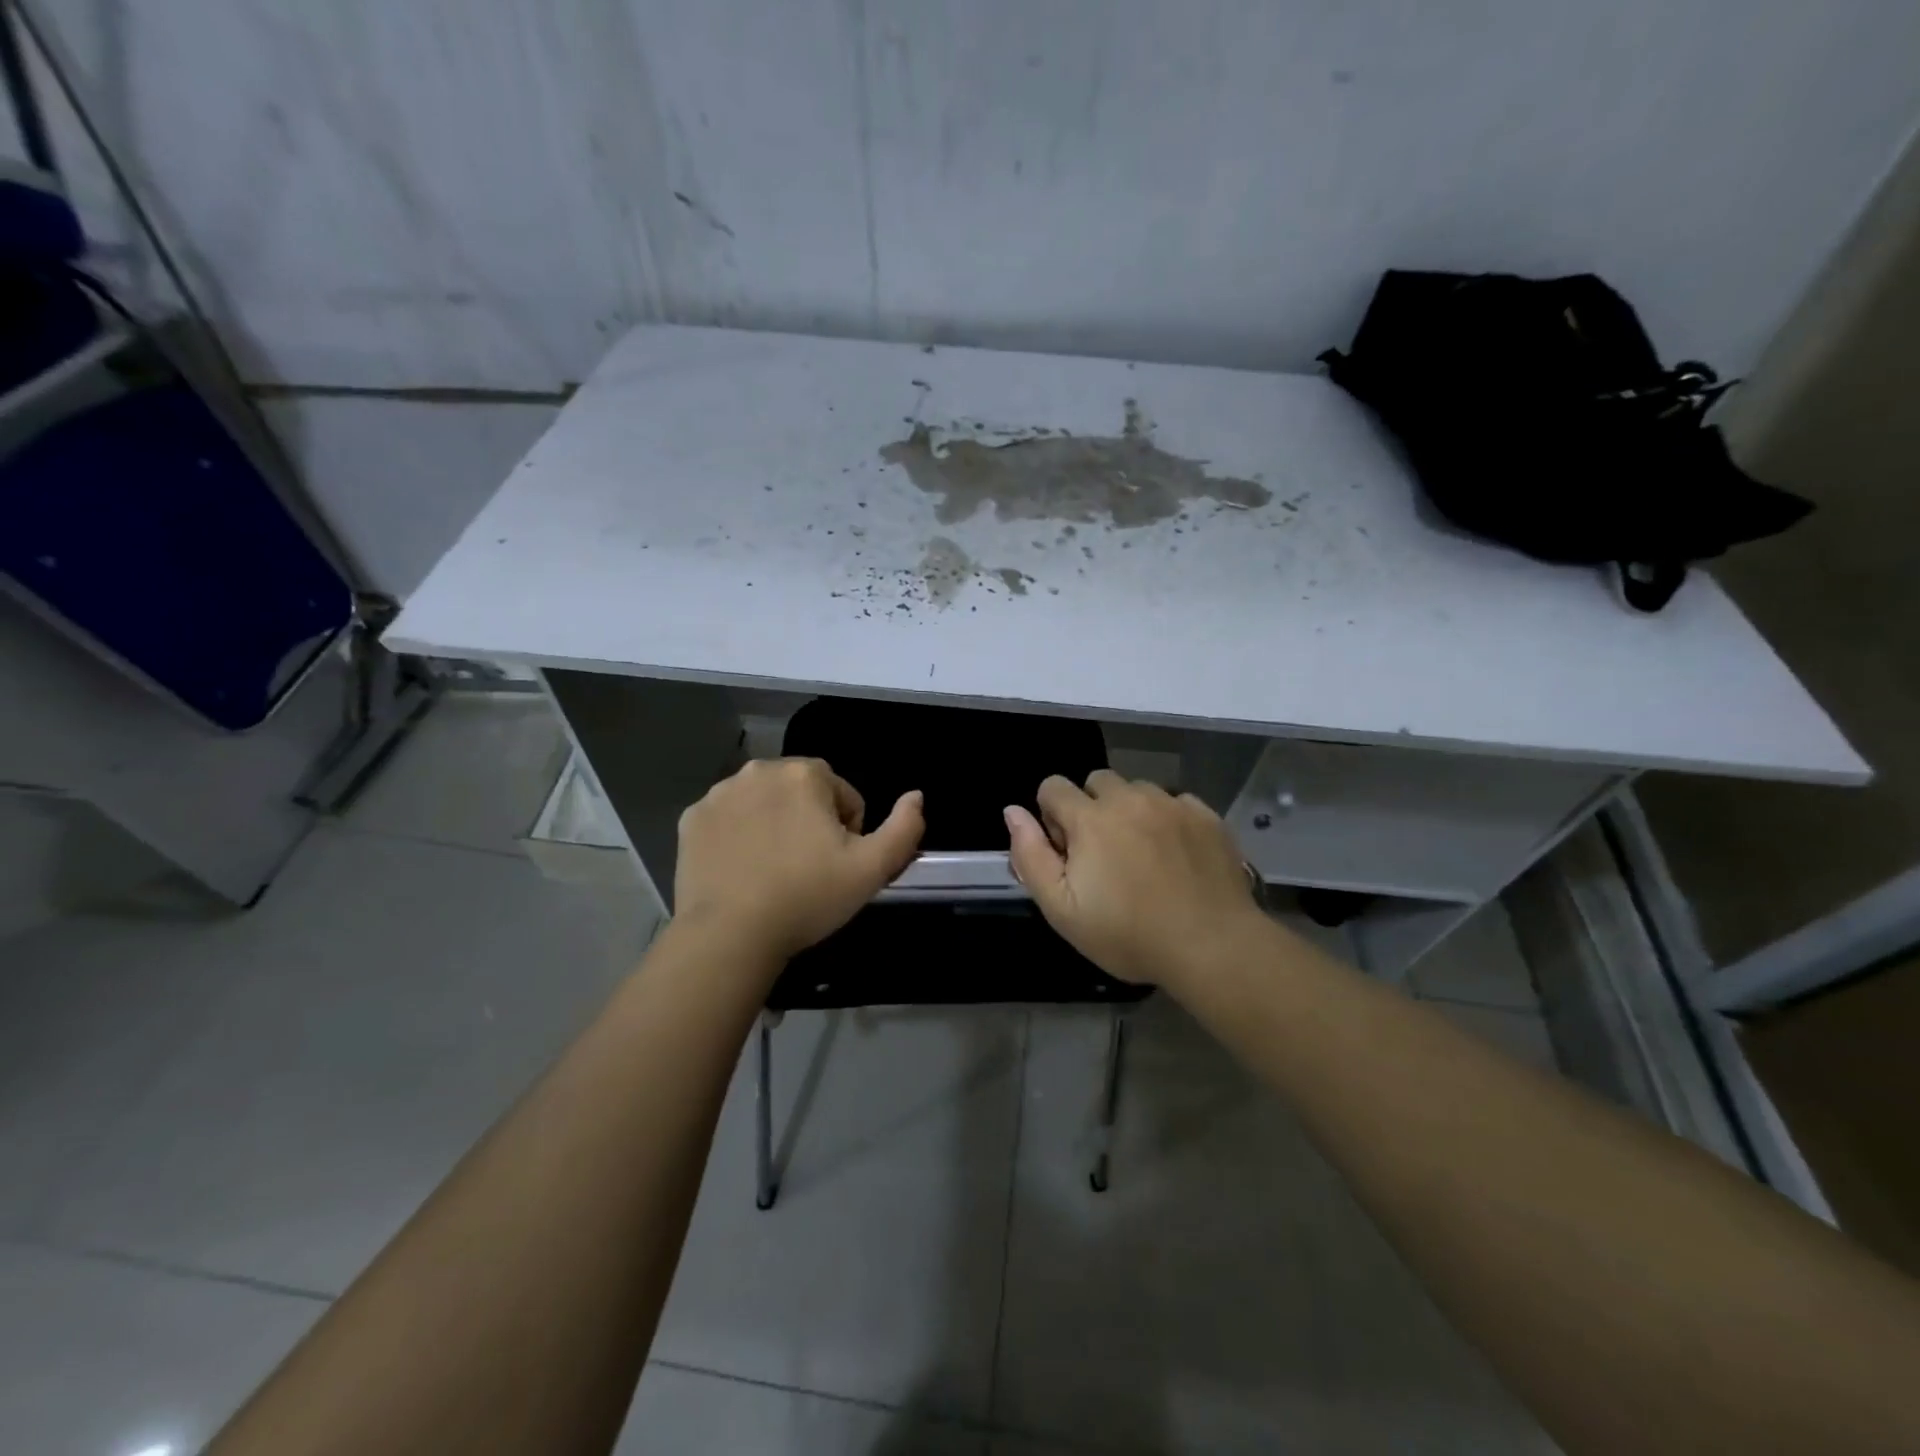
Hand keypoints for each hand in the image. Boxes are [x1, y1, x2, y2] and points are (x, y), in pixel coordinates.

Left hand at [674, 758, 924, 962]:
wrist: (730, 934)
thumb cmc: (807, 897)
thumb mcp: (872, 869)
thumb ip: (904, 828)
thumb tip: (917, 795)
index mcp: (806, 775)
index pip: (844, 795)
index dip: (849, 831)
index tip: (837, 865)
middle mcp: (760, 771)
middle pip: (802, 793)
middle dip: (811, 822)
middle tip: (808, 869)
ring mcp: (720, 794)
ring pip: (763, 802)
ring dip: (774, 824)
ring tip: (774, 871)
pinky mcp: (691, 818)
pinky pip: (728, 819)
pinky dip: (738, 835)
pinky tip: (741, 870)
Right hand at [1005, 771, 1267, 990]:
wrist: (1213, 946)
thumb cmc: (1128, 935)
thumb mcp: (1062, 910)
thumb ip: (1031, 856)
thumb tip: (1013, 812)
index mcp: (1090, 818)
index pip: (1053, 787)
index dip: (1051, 816)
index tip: (1067, 851)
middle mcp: (1130, 798)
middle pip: (1097, 782)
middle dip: (1091, 808)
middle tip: (1103, 854)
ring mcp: (1172, 804)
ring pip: (1138, 790)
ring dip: (1130, 811)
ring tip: (1143, 855)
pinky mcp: (1207, 816)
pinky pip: (1176, 802)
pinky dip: (1168, 820)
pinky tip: (1176, 856)